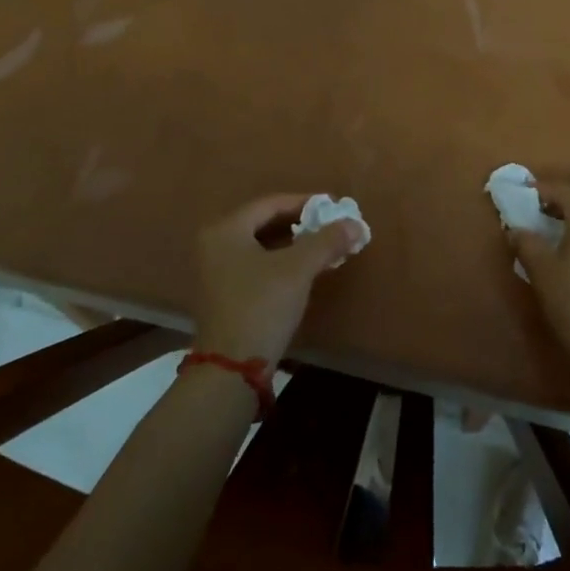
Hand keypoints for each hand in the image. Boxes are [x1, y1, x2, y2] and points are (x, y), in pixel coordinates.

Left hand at [193, 194, 365, 366]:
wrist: (232, 368)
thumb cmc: (262, 305)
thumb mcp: (298, 268)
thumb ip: (327, 241)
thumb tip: (355, 223)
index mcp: (225, 230)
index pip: (271, 203)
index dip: (305, 202)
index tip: (334, 206)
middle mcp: (214, 244)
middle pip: (264, 223)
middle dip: (301, 224)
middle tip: (331, 225)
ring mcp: (215, 272)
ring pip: (261, 246)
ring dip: (293, 244)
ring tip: (324, 246)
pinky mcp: (222, 295)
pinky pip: (256, 265)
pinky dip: (281, 262)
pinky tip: (305, 270)